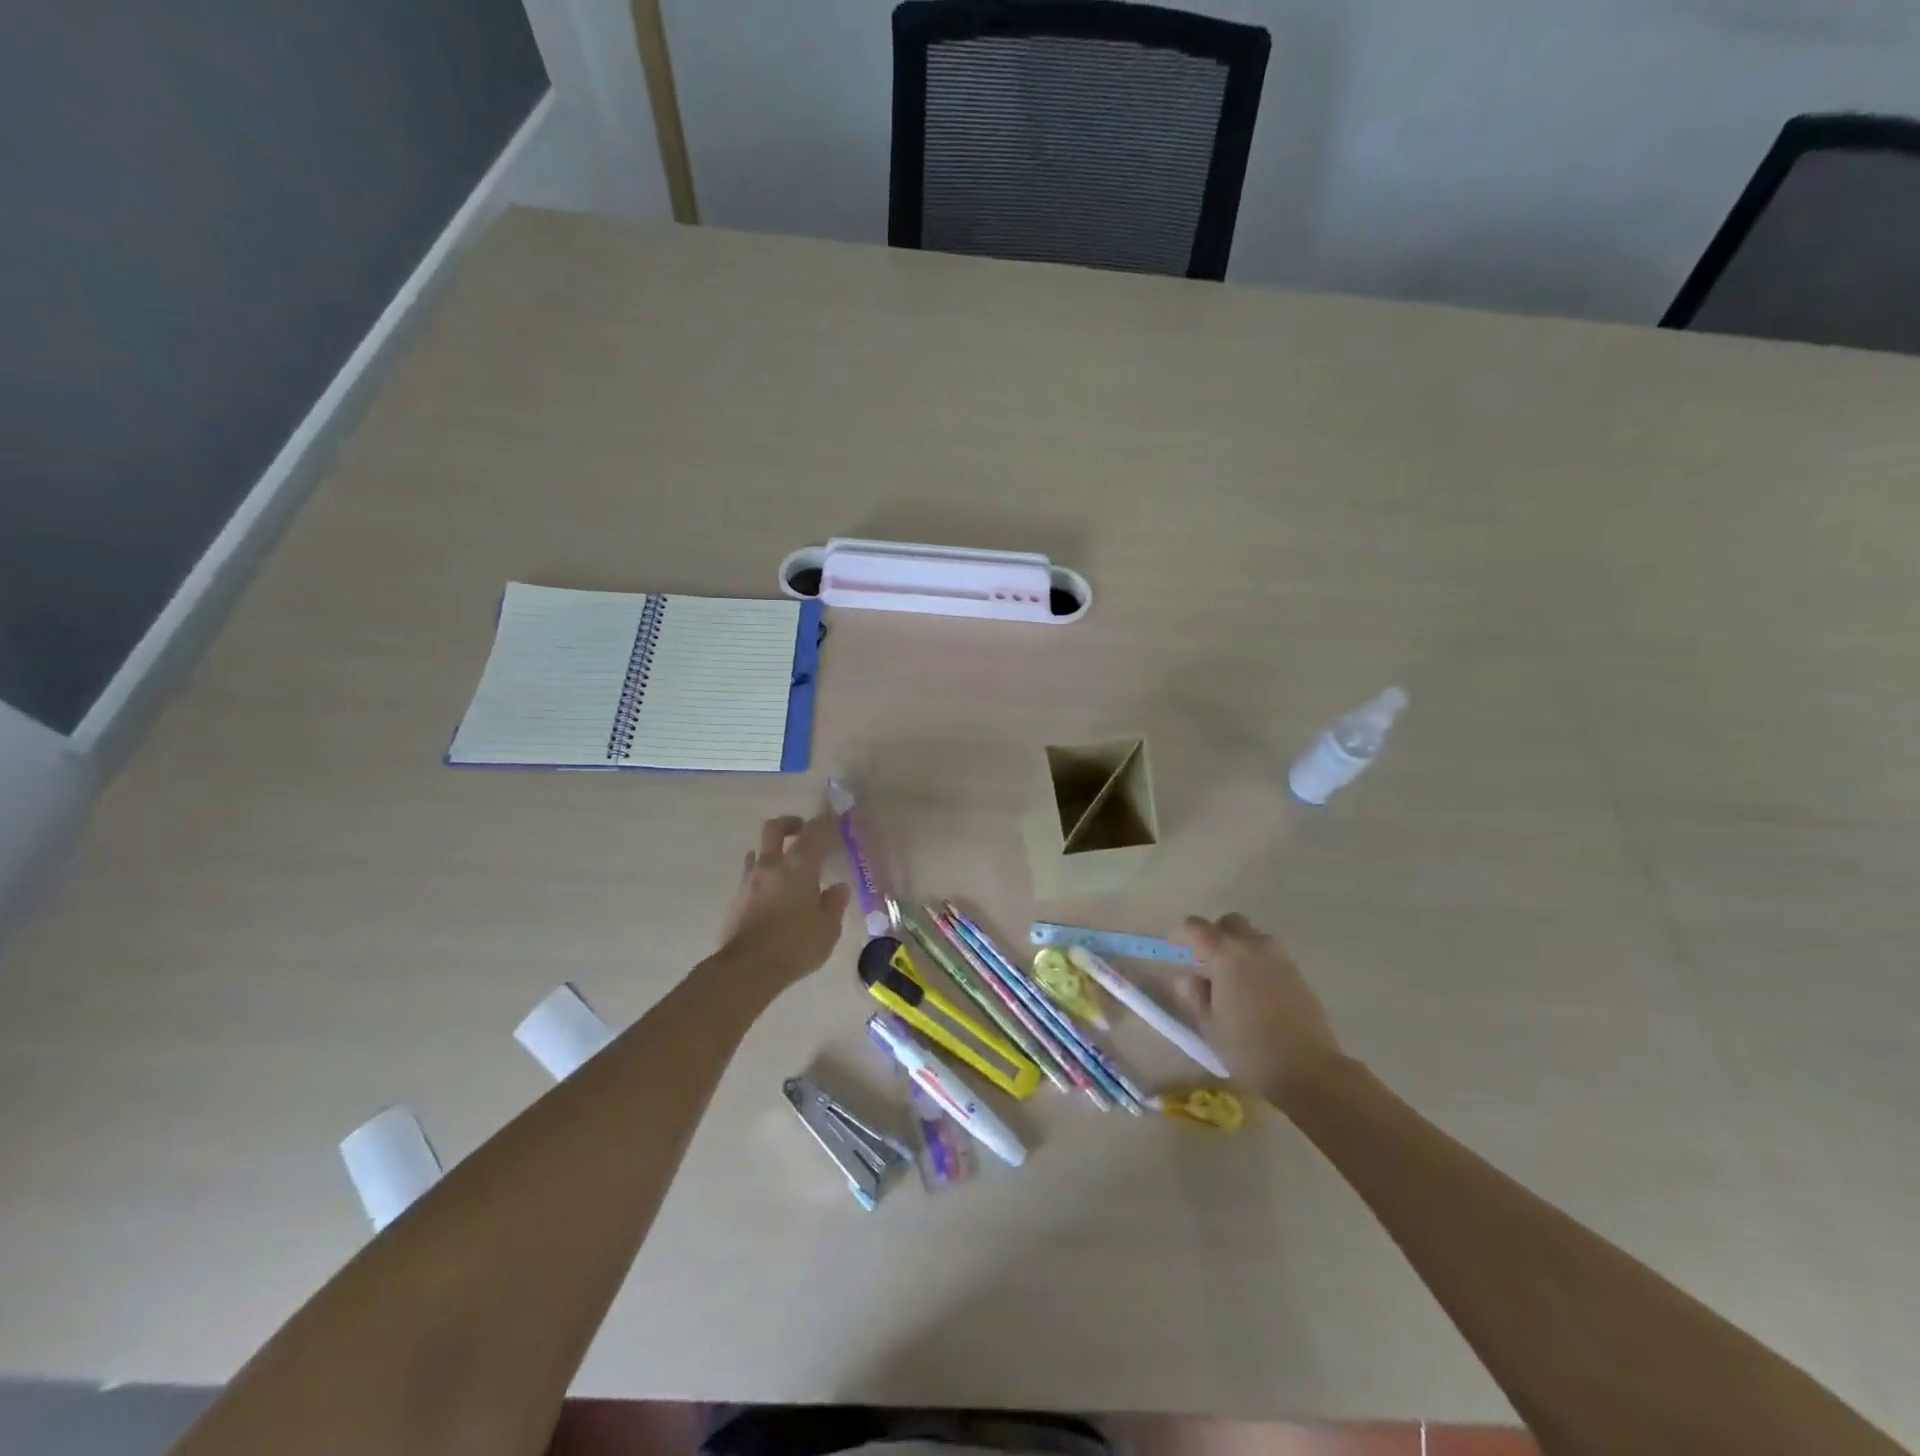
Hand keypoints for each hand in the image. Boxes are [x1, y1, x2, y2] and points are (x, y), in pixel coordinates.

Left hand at [713, 814, 851, 993]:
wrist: (747, 968)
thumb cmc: (795, 945)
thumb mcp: (828, 929)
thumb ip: (834, 904)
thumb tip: (838, 888)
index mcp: (799, 866)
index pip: (814, 832)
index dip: (825, 822)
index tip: (833, 819)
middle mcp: (772, 865)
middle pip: (774, 829)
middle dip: (789, 824)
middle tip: (802, 830)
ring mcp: (749, 881)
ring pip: (758, 852)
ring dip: (772, 852)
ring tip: (785, 867)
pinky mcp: (736, 899)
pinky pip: (750, 876)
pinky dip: (762, 877)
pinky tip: (771, 893)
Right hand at [1172, 913, 1346, 1107]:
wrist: (1308, 1069)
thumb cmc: (1248, 1048)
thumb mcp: (1210, 1024)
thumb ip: (1195, 995)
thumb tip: (1187, 978)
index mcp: (1226, 954)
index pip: (1196, 926)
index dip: (1182, 933)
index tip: (1175, 948)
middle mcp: (1253, 946)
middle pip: (1230, 922)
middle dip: (1215, 934)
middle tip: (1206, 961)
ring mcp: (1280, 958)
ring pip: (1253, 937)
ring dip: (1239, 947)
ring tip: (1232, 979)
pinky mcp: (1298, 974)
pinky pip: (1271, 956)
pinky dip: (1258, 963)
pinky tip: (1255, 992)